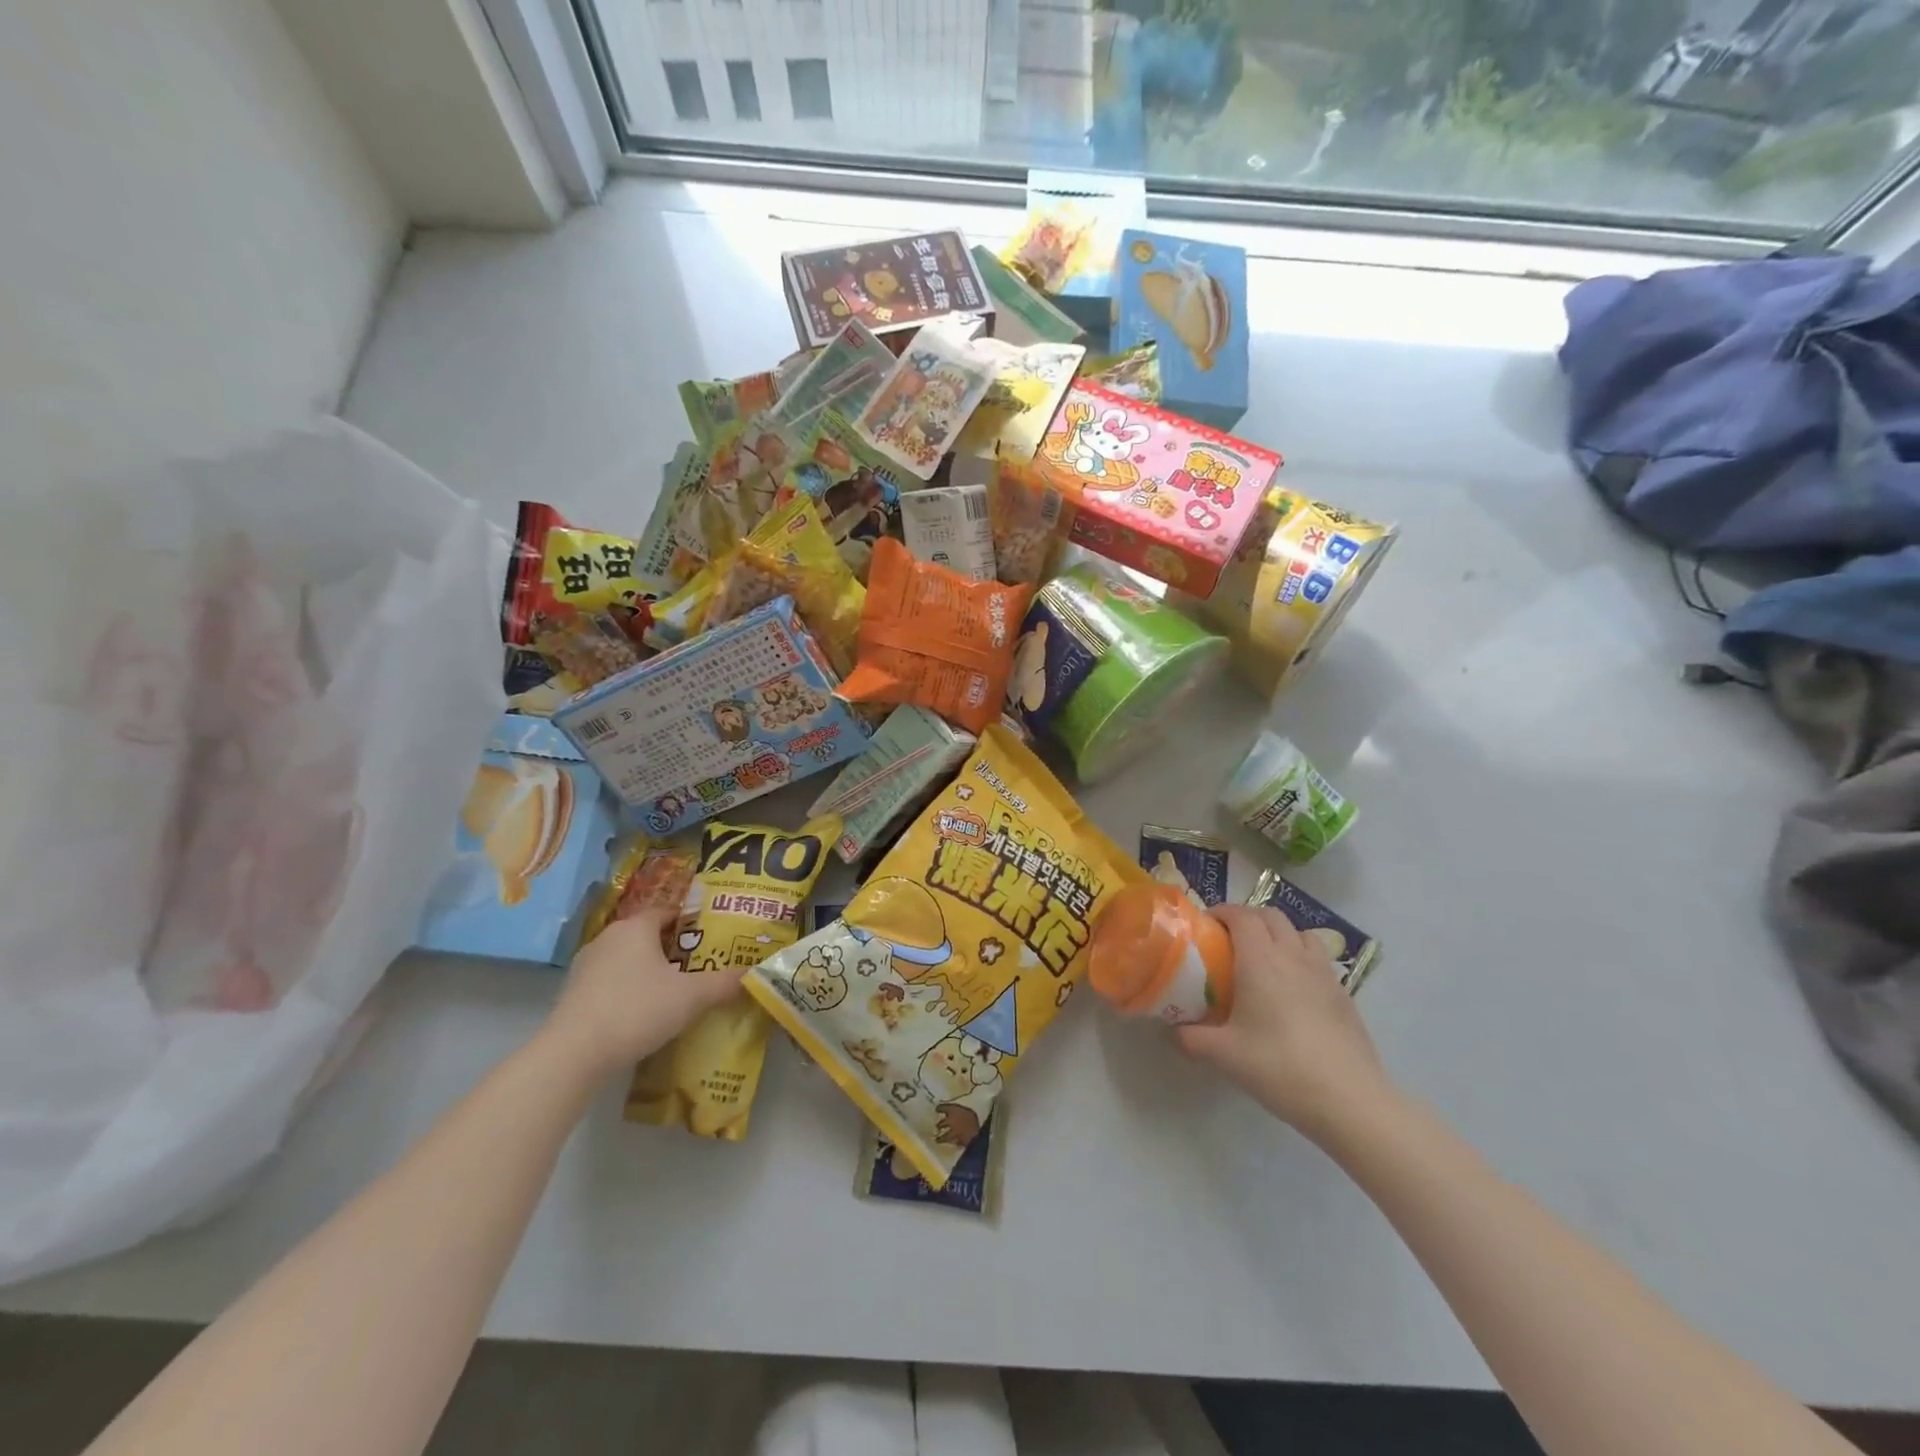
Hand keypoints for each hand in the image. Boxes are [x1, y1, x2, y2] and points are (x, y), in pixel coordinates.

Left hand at [544, 911, 746, 1079]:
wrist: (573, 1055)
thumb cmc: (637, 1010)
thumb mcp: (691, 996)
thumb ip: (724, 982)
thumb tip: (754, 973)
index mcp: (635, 927)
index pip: (668, 911)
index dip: (692, 921)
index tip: (714, 936)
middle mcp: (608, 938)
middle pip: (648, 935)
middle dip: (675, 948)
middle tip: (702, 965)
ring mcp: (586, 966)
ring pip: (629, 960)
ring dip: (650, 971)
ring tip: (678, 991)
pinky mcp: (574, 995)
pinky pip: (612, 983)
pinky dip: (630, 991)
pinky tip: (646, 1013)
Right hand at [1178, 903, 1389, 1141]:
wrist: (1349, 1100)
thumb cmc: (1279, 1068)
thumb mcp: (1223, 1055)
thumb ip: (1192, 1037)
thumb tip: (1175, 1029)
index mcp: (1261, 960)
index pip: (1241, 915)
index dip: (1222, 912)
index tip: (1206, 925)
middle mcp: (1293, 957)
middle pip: (1271, 916)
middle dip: (1248, 918)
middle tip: (1230, 939)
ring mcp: (1324, 974)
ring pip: (1301, 933)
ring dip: (1280, 934)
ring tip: (1265, 958)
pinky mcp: (1344, 996)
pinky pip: (1319, 961)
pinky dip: (1302, 960)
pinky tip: (1295, 992)